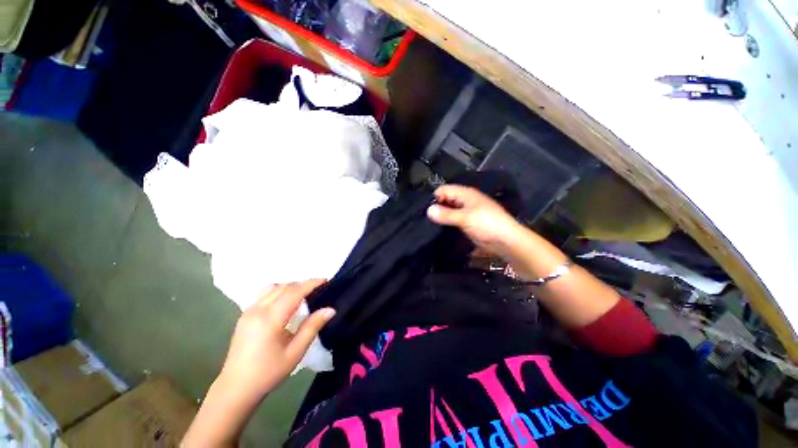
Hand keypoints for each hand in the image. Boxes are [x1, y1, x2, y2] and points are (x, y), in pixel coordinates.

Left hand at [218, 280, 334, 399]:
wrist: (235, 389)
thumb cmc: (268, 373)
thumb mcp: (295, 352)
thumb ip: (312, 327)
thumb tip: (330, 309)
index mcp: (270, 319)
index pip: (294, 292)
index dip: (311, 283)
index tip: (326, 280)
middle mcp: (258, 310)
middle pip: (284, 286)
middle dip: (302, 284)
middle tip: (318, 288)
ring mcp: (248, 311)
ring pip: (273, 288)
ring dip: (290, 286)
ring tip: (303, 294)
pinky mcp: (244, 316)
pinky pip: (264, 294)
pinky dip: (279, 291)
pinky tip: (286, 302)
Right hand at [427, 184, 520, 255]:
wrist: (506, 241)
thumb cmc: (487, 224)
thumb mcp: (465, 218)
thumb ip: (446, 214)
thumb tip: (428, 210)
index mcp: (465, 194)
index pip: (444, 190)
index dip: (434, 198)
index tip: (425, 210)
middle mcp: (465, 201)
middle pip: (445, 200)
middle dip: (436, 208)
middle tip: (425, 219)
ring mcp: (466, 213)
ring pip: (449, 211)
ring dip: (441, 217)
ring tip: (429, 225)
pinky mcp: (467, 224)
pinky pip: (453, 221)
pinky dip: (446, 224)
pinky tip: (438, 230)